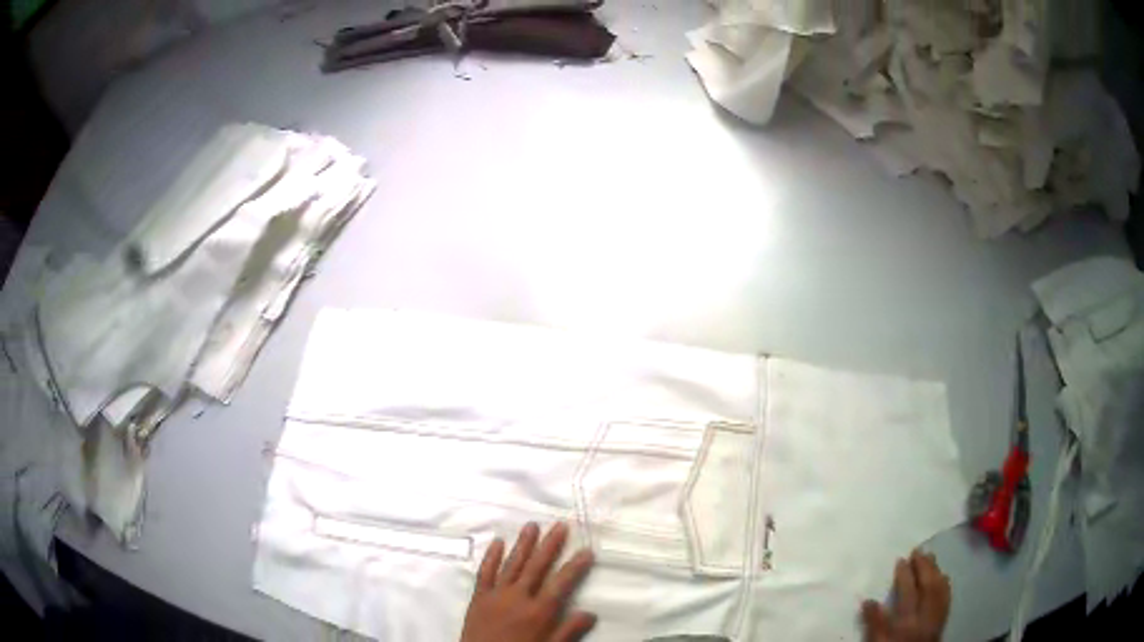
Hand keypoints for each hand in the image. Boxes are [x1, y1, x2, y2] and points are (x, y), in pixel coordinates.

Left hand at [460, 522, 596, 641]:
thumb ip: (568, 631)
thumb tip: (591, 613)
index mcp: (538, 612)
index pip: (561, 583)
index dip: (575, 566)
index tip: (587, 550)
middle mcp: (518, 598)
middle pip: (536, 566)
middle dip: (550, 545)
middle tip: (560, 525)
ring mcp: (496, 595)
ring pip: (512, 564)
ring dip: (523, 544)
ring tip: (532, 525)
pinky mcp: (478, 597)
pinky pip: (485, 573)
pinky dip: (491, 557)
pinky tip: (497, 542)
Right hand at [861, 550, 950, 641]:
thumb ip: (874, 623)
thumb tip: (868, 600)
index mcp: (907, 619)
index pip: (908, 591)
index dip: (905, 574)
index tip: (901, 559)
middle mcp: (925, 614)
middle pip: (928, 585)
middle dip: (924, 566)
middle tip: (918, 551)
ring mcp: (936, 615)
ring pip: (939, 588)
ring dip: (936, 570)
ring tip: (930, 557)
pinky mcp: (943, 618)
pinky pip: (947, 597)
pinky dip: (945, 583)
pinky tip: (943, 576)